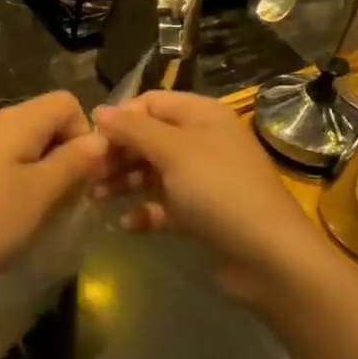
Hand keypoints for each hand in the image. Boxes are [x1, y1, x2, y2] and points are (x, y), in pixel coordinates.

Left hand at [0, 91, 107, 298]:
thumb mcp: (40, 193)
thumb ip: (73, 162)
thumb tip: (99, 139)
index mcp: (16, 120)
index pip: (67, 102)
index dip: (84, 134)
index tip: (83, 175)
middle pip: (44, 121)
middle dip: (65, 155)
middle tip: (66, 199)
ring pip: (23, 144)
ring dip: (41, 171)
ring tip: (38, 211)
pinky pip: (0, 161)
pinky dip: (16, 180)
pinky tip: (8, 214)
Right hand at [94, 90, 319, 299]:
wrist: (269, 256)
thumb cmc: (219, 190)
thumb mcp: (173, 151)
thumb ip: (132, 129)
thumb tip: (98, 112)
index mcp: (201, 115)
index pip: (150, 102)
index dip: (120, 118)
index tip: (90, 141)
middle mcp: (202, 140)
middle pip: (148, 137)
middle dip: (117, 153)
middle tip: (88, 173)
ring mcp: (203, 178)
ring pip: (152, 171)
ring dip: (124, 182)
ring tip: (97, 199)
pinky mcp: (201, 213)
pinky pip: (164, 204)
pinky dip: (145, 210)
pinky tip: (128, 224)